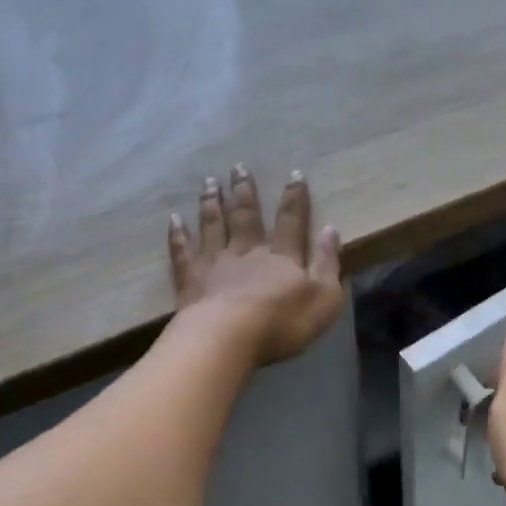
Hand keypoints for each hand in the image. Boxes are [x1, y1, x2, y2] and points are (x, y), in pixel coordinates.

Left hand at [167, 166, 343, 365]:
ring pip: (213, 226)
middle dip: (244, 191)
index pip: (291, 222)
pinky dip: (178, 235)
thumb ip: (328, 263)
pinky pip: (183, 252)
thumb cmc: (282, 322)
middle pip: (246, 216)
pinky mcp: (191, 280)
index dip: (295, 199)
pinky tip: (174, 220)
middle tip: (238, 167)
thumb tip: (331, 230)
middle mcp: (248, 251)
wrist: (228, 337)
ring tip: (209, 182)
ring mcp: (215, 263)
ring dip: (211, 203)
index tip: (294, 175)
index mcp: (282, 257)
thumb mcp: (324, 298)